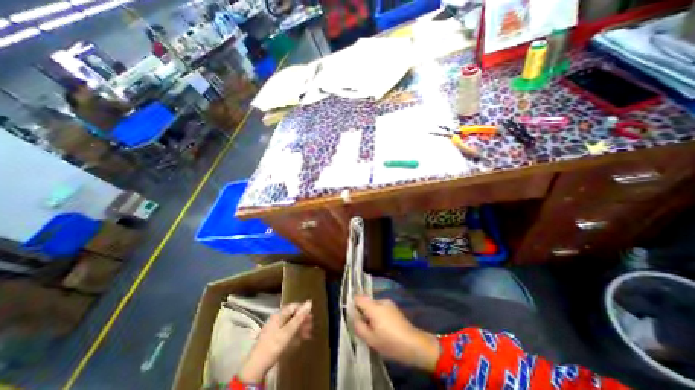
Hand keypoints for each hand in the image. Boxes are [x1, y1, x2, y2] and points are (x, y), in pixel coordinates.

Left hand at [239, 300, 314, 381]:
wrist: (257, 366)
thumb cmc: (274, 345)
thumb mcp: (288, 331)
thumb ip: (299, 317)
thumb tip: (310, 302)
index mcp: (279, 315)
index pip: (294, 306)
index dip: (303, 309)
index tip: (311, 316)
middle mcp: (277, 319)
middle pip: (293, 315)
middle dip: (303, 319)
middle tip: (312, 325)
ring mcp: (275, 329)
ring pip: (291, 324)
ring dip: (300, 327)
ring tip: (308, 334)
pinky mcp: (275, 338)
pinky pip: (287, 332)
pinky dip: (295, 334)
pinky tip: (300, 340)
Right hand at [354, 294, 438, 373]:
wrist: (415, 345)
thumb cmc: (391, 343)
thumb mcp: (371, 339)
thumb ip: (358, 326)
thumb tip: (353, 316)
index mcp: (374, 306)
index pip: (358, 298)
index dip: (353, 306)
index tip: (355, 318)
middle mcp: (380, 301)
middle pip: (366, 302)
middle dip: (363, 313)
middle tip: (366, 329)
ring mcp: (389, 303)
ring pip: (373, 306)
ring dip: (371, 315)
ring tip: (376, 331)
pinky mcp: (394, 307)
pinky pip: (381, 308)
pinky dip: (379, 316)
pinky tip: (384, 329)